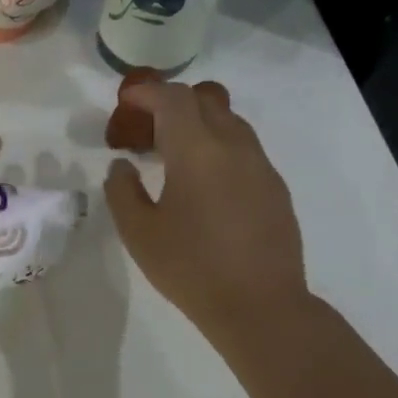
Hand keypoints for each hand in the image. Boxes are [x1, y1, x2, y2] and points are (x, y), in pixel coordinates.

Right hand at [105, 80, 308, 329]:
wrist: (259, 305)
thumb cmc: (190, 268)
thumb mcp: (138, 233)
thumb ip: (122, 191)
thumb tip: (122, 166)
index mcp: (197, 151)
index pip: (173, 99)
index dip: (147, 92)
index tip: (126, 101)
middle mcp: (234, 146)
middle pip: (206, 100)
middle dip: (172, 102)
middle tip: (145, 128)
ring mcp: (260, 166)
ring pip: (229, 121)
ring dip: (198, 124)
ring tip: (171, 154)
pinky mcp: (275, 187)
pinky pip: (243, 149)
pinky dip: (217, 147)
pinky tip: (202, 183)